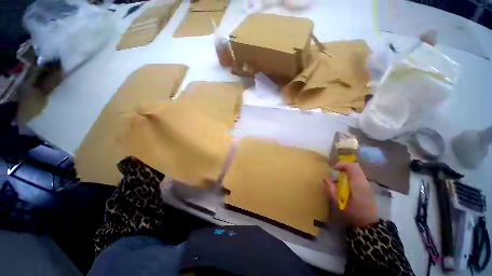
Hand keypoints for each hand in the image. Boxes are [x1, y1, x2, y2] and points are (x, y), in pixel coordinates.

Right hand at [325, 162, 378, 227]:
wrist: (369, 224)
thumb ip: (331, 188)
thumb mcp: (338, 201)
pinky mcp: (368, 189)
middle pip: (355, 167)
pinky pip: (358, 177)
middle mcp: (364, 181)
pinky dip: (350, 177)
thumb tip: (325, 177)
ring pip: (357, 172)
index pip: (351, 166)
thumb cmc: (353, 212)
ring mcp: (367, 185)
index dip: (341, 164)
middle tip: (335, 172)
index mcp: (358, 183)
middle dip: (344, 167)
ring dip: (347, 172)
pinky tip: (345, 186)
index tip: (333, 168)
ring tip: (339, 180)